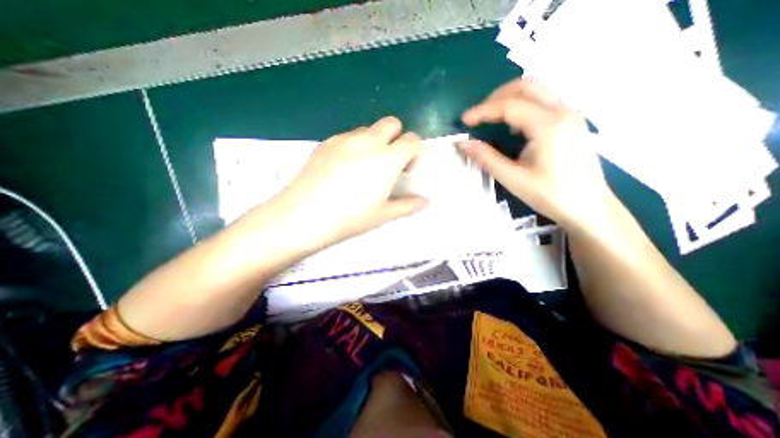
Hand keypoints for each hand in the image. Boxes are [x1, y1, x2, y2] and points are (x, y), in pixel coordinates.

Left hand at [273, 116, 429, 251]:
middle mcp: (368, 141)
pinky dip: (354, 145)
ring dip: (374, 141)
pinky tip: (343, 168)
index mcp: (387, 158)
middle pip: (391, 123)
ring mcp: (345, 139)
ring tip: (364, 167)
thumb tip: (426, 203)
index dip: (414, 152)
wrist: (304, 215)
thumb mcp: (383, 214)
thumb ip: (408, 205)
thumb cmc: (350, 217)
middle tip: (388, 163)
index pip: (412, 139)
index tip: (406, 170)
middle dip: (396, 138)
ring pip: (368, 129)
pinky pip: (348, 136)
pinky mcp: (326, 142)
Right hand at [459, 77, 614, 230]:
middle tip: (478, 116)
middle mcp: (563, 111)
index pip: (509, 105)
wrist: (589, 208)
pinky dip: (523, 106)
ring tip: (491, 119)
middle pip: (526, 86)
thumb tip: (464, 144)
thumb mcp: (513, 178)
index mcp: (548, 125)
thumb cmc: (551, 195)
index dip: (482, 111)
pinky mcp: (572, 121)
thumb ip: (486, 158)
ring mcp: (571, 114)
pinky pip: (544, 101)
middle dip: (496, 97)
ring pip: (537, 90)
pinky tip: (513, 127)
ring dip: (510, 99)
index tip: (464, 120)